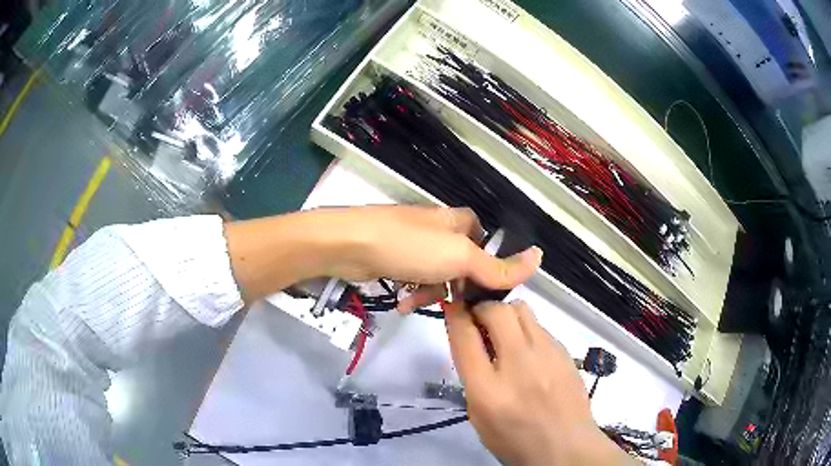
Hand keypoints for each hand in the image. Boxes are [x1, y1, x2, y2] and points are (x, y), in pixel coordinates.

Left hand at [320, 206, 541, 308]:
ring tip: (417, 303)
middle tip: (450, 305)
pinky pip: (414, 277)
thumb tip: (540, 257)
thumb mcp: (460, 258)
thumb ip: (498, 266)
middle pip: (462, 264)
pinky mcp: (394, 255)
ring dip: (431, 293)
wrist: (349, 244)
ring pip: (437, 275)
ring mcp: (415, 242)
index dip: (488, 271)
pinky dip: (412, 291)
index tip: (482, 295)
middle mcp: (439, 229)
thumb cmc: (410, 247)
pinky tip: (404, 304)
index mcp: (459, 222)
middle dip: (456, 288)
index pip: (487, 246)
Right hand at [445, 300, 635, 465]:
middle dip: (481, 307)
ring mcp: (547, 355)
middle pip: (496, 312)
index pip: (465, 337)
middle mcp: (519, 366)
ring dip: (505, 314)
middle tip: (478, 319)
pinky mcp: (565, 351)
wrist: (566, 445)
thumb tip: (472, 340)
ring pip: (521, 310)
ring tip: (504, 332)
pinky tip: (528, 350)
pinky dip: (526, 329)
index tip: (453, 305)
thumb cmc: (515, 439)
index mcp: (488, 390)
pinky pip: (540, 326)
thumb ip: (472, 377)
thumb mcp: (479, 417)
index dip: (454, 314)